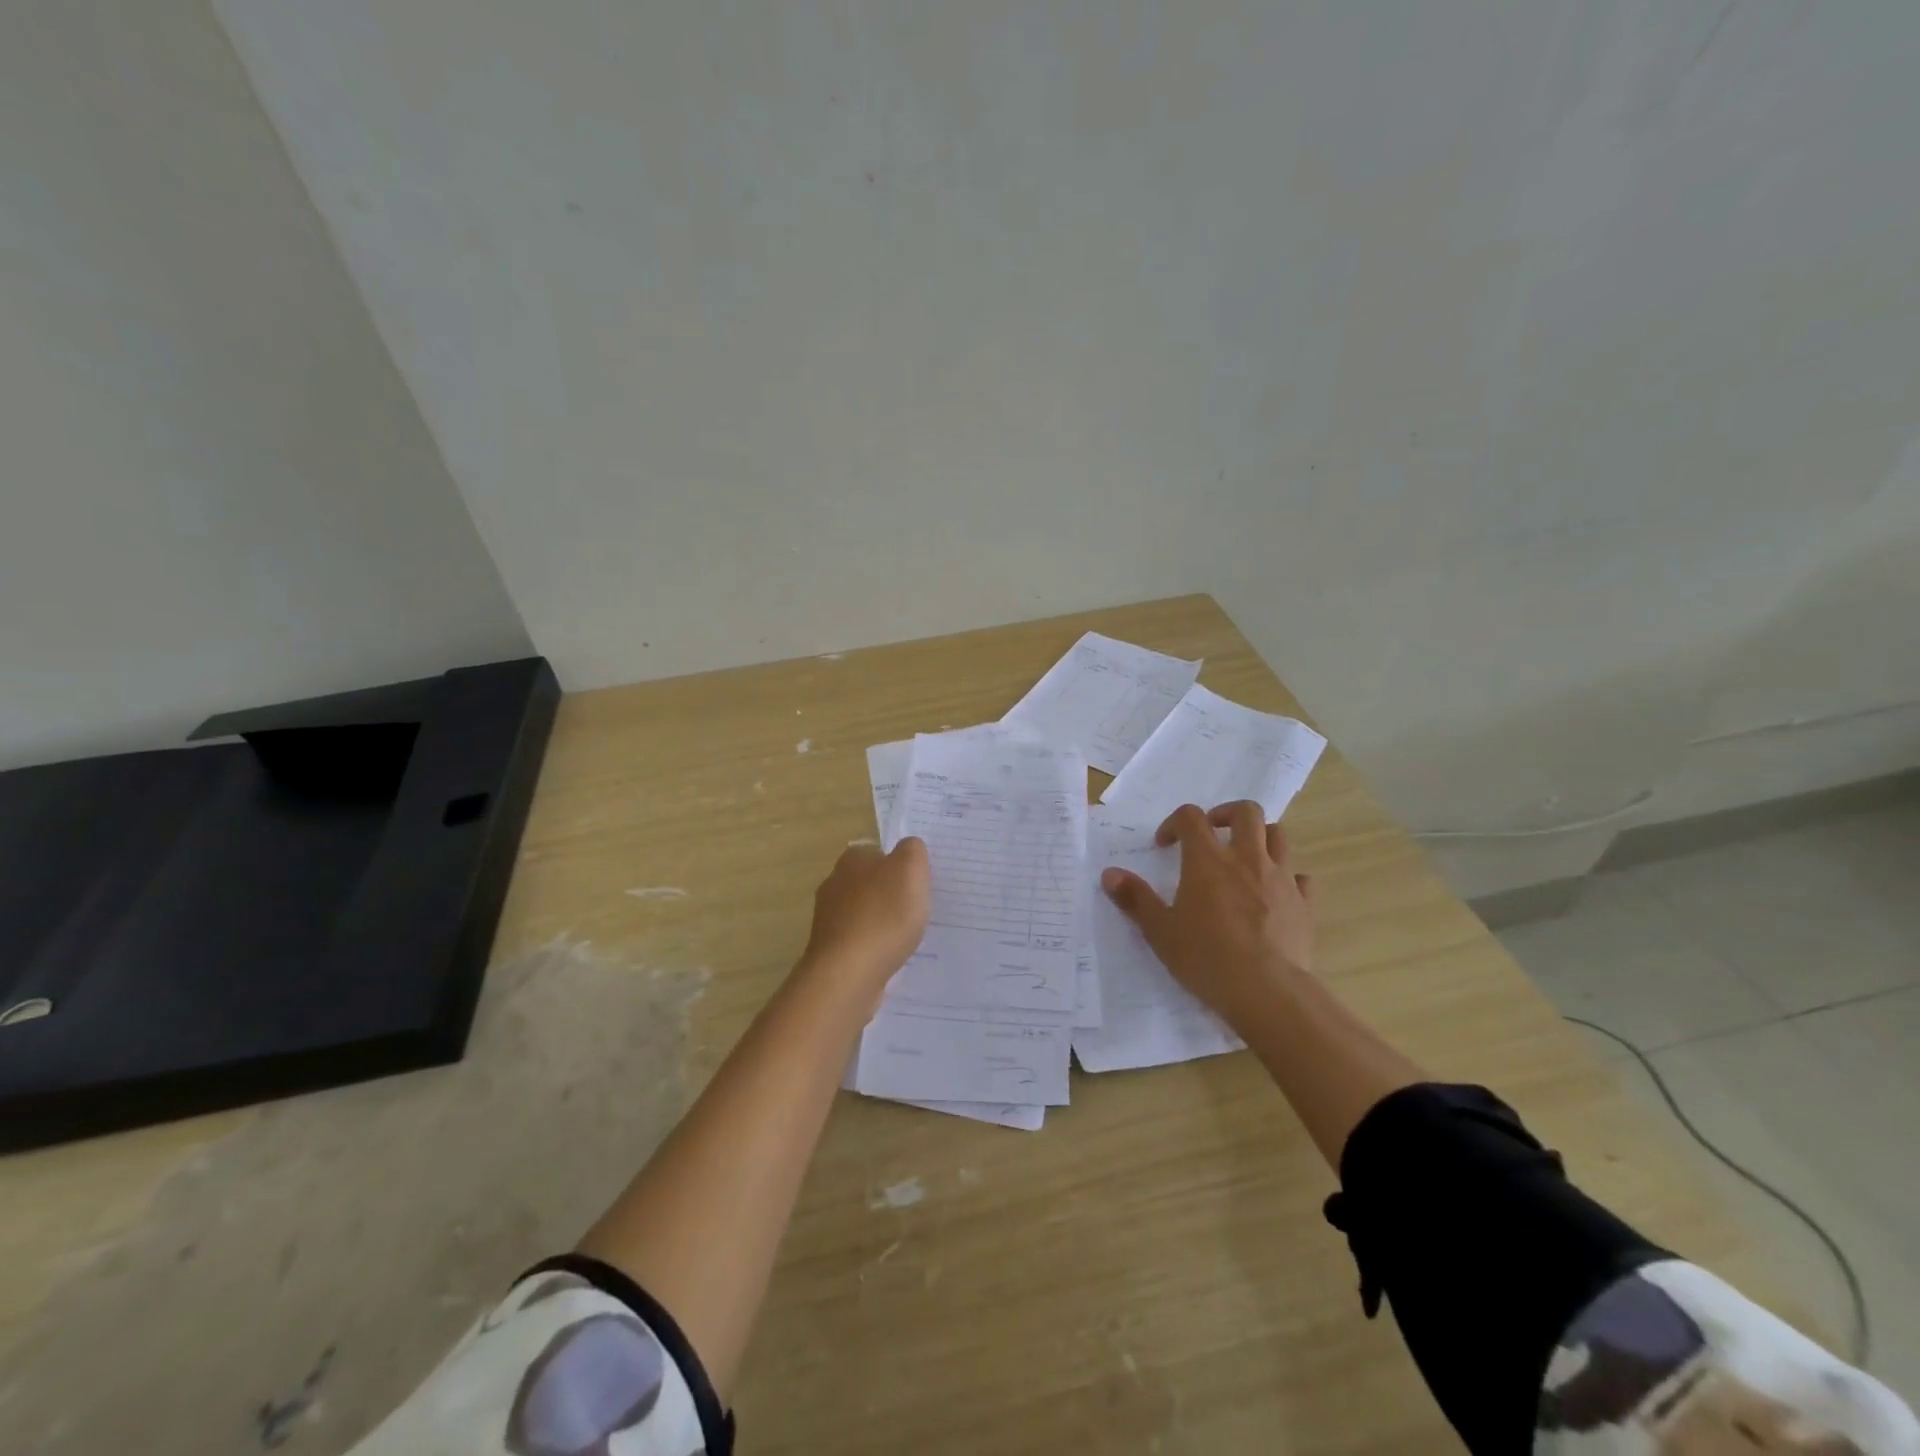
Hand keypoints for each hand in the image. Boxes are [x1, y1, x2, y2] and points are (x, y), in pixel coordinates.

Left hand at [802, 839, 930, 1001]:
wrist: (849, 974)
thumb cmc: (883, 915)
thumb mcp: (910, 869)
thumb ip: (913, 850)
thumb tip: (908, 848)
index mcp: (851, 859)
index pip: (878, 851)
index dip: (900, 864)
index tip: (918, 883)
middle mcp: (834, 884)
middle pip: (871, 882)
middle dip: (891, 893)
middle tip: (917, 908)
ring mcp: (829, 919)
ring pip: (864, 912)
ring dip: (883, 921)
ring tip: (907, 936)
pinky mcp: (831, 950)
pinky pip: (860, 941)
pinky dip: (875, 946)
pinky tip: (890, 957)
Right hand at [1100, 801, 1314, 1031]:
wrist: (1268, 992)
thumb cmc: (1207, 958)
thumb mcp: (1160, 931)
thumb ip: (1135, 899)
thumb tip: (1109, 874)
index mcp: (1208, 860)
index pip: (1191, 817)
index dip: (1175, 823)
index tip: (1164, 846)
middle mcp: (1247, 859)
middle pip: (1246, 812)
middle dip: (1226, 814)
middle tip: (1212, 834)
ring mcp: (1280, 879)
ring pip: (1278, 836)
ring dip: (1260, 837)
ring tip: (1244, 857)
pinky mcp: (1303, 904)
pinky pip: (1299, 877)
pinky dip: (1287, 877)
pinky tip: (1274, 894)